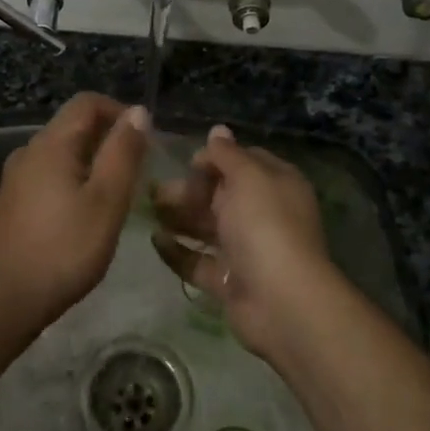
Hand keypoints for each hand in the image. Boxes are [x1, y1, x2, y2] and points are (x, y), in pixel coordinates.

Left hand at [0, 93, 150, 324]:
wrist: (8, 297)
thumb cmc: (66, 248)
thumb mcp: (107, 200)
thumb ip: (123, 152)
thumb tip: (137, 111)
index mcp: (51, 143)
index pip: (87, 102)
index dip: (120, 112)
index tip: (144, 141)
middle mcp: (28, 150)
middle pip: (73, 124)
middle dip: (107, 137)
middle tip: (135, 171)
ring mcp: (15, 176)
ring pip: (61, 151)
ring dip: (91, 160)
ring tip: (115, 193)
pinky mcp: (11, 200)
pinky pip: (48, 173)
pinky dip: (72, 178)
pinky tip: (84, 211)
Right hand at [150, 125, 336, 356]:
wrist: (280, 300)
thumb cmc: (265, 225)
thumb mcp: (247, 176)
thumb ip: (227, 154)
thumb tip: (218, 130)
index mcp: (276, 185)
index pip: (244, 162)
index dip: (215, 159)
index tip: (187, 163)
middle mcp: (263, 215)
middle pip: (221, 195)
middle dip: (189, 190)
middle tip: (156, 190)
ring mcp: (246, 251)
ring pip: (207, 228)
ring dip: (179, 217)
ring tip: (149, 210)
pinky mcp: (229, 282)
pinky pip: (198, 262)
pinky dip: (177, 252)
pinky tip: (155, 240)